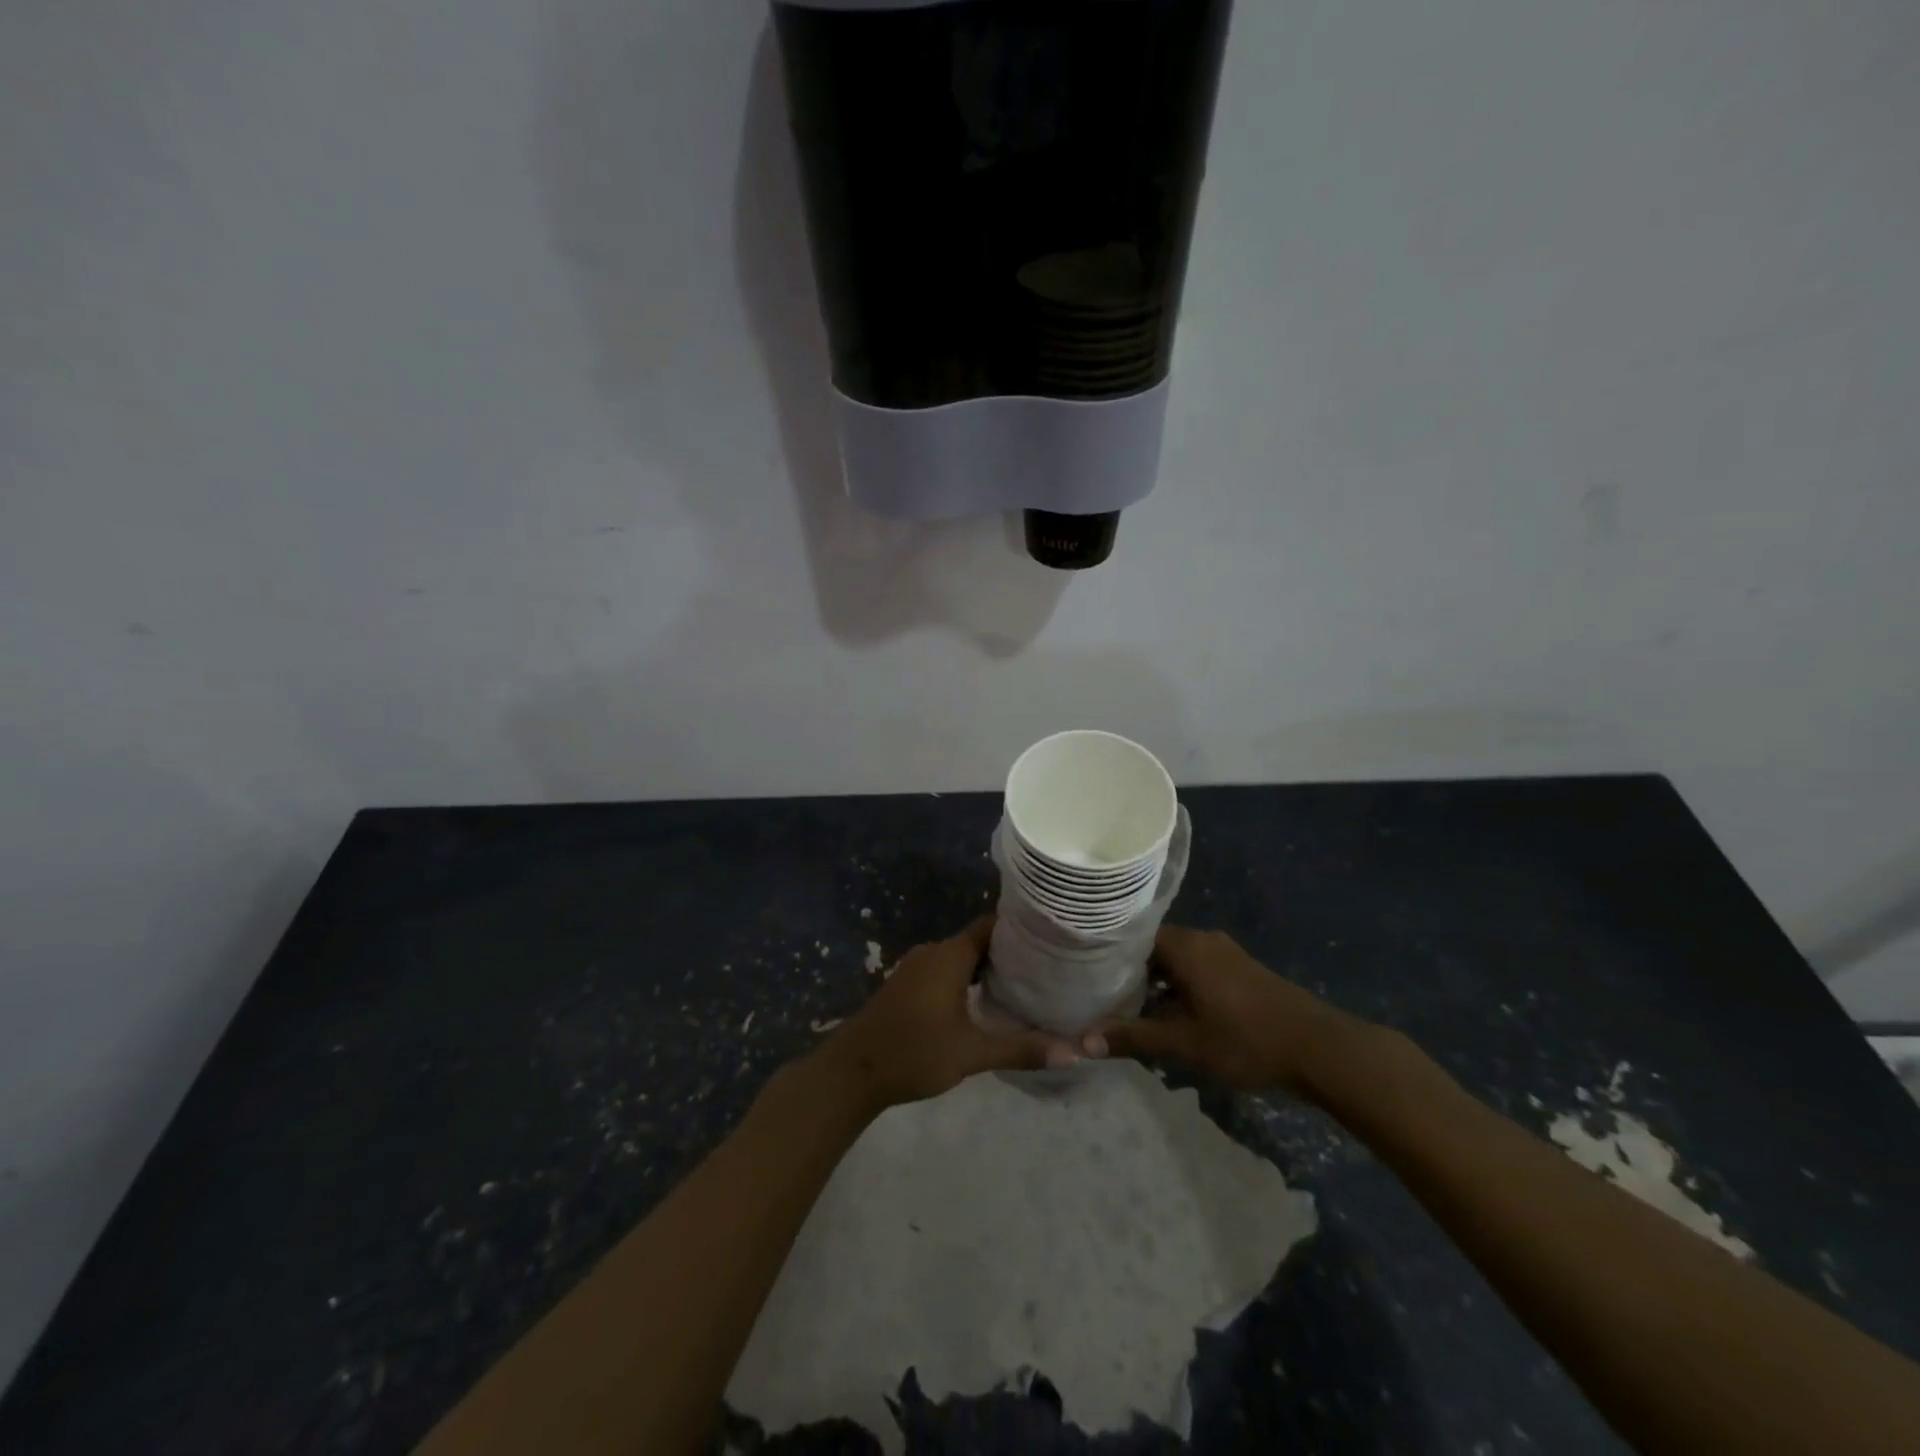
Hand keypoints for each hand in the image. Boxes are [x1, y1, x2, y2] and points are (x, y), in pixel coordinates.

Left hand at [815, 918, 1078, 1114]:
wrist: (853, 1071)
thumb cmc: (914, 1052)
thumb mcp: (972, 1053)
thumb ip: (1021, 1049)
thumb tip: (1074, 1054)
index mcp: (950, 956)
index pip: (992, 926)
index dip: (1020, 929)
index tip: (1050, 938)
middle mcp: (933, 953)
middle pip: (978, 941)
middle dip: (1009, 952)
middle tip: (1046, 966)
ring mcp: (916, 968)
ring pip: (960, 957)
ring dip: (987, 967)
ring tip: (1024, 983)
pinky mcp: (906, 986)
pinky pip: (944, 970)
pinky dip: (966, 978)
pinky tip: (984, 1001)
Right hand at [1093, 926, 1359, 1094]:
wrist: (1320, 1048)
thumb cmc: (1245, 1040)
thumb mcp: (1184, 1044)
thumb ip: (1133, 1038)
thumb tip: (1082, 1041)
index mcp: (1185, 945)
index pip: (1131, 936)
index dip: (1106, 955)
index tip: (1083, 973)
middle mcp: (1202, 939)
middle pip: (1152, 948)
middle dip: (1129, 973)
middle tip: (1100, 996)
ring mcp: (1225, 953)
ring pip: (1176, 960)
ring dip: (1156, 982)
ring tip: (1129, 1009)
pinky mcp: (1241, 970)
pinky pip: (1196, 969)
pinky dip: (1179, 986)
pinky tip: (1170, 1014)